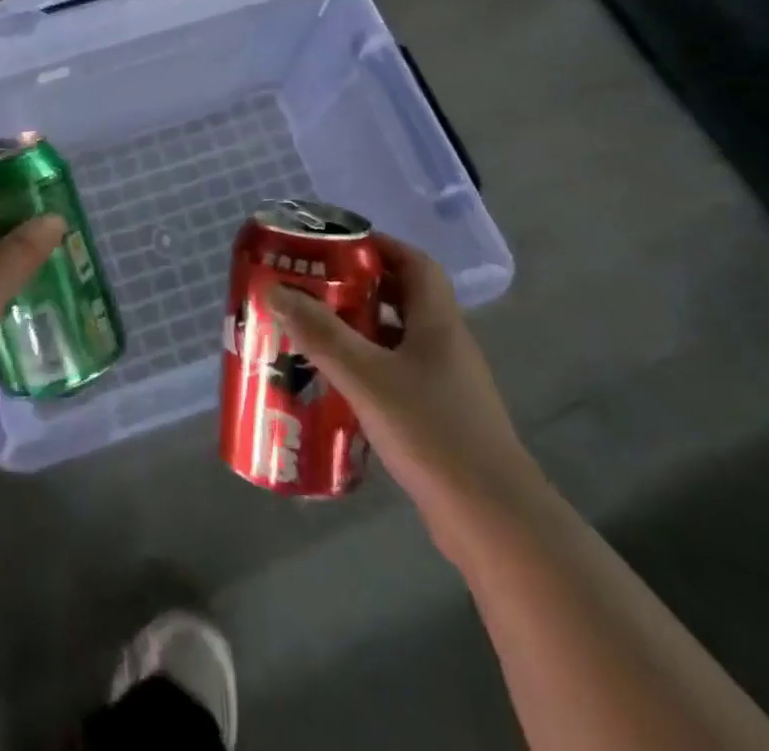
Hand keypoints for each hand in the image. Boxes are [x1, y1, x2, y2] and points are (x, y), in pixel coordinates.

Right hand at [266, 237, 539, 547]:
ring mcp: (444, 384)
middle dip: (358, 287)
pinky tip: (333, 384)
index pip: (414, 263)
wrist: (494, 524)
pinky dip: (366, 369)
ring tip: (311, 331)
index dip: (379, 246)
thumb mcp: (367, 377)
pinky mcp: (437, 418)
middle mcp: (445, 346)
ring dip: (358, 330)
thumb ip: (320, 334)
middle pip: (402, 298)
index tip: (335, 244)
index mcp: (438, 323)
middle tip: (311, 287)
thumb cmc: (432, 433)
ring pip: (396, 340)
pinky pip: (396, 376)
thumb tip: (274, 289)